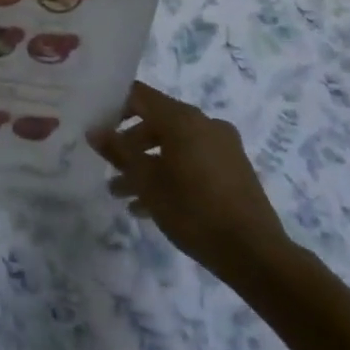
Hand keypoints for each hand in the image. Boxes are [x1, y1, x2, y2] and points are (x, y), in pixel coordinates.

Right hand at [89, 82, 296, 286]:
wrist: (255, 254)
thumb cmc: (193, 210)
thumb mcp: (146, 181)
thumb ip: (118, 151)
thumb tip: (93, 130)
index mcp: (183, 118)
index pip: (139, 95)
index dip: (113, 106)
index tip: (95, 126)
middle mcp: (205, 123)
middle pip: (155, 122)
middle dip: (128, 145)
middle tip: (108, 168)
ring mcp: (223, 146)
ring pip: (173, 146)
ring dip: (147, 165)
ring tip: (123, 195)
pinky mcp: (234, 170)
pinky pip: (192, 161)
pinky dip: (170, 174)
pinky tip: (151, 206)